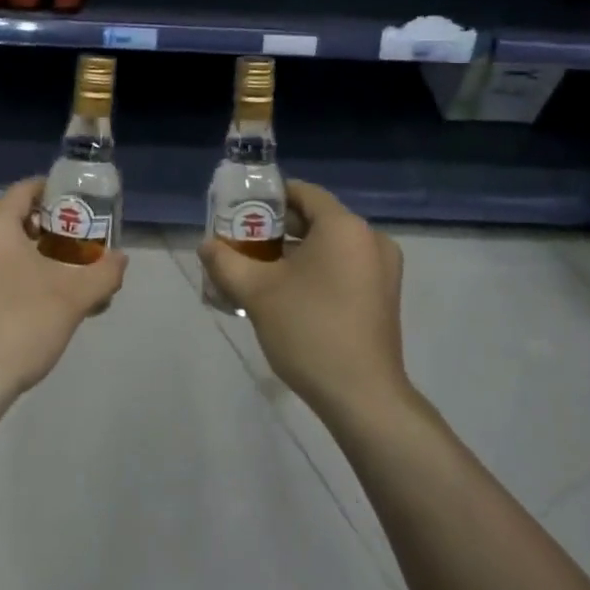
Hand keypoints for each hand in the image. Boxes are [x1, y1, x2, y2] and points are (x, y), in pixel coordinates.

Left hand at [0, 177, 127, 405]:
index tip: (80, 211)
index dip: (56, 195)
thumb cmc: (19, 327)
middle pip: (8, 219)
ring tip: (51, 282)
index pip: (26, 190)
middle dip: (43, 232)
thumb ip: (104, 271)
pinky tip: (20, 304)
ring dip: (21, 256)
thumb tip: (120, 259)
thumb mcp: (74, 298)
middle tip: (72, 252)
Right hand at [199, 179, 407, 420]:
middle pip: (316, 219)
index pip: (303, 192)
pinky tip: (287, 295)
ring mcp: (382, 270)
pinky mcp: (383, 296)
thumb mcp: (256, 292)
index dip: (268, 199)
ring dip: (294, 253)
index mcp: (344, 227)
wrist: (362, 396)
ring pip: (329, 246)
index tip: (239, 214)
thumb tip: (206, 245)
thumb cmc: (309, 330)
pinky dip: (316, 271)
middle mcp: (370, 239)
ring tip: (258, 272)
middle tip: (241, 245)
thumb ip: (225, 261)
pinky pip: (344, 267)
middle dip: (276, 230)